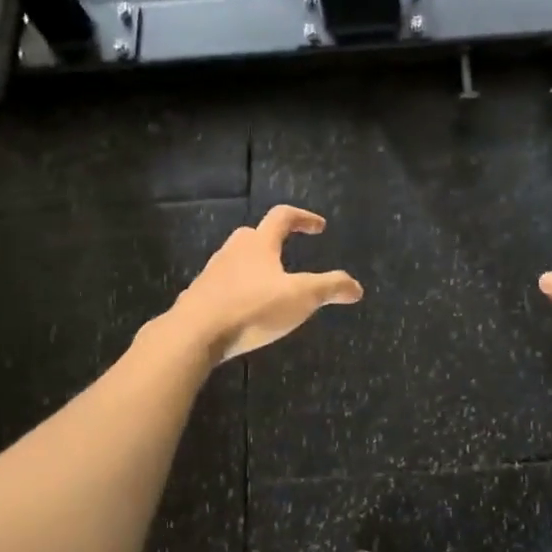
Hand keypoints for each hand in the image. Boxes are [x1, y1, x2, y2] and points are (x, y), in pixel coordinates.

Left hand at [170, 206, 363, 363]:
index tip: (319, 227)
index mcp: (259, 244)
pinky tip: (245, 310)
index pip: (282, 216)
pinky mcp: (199, 297)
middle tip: (288, 254)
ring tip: (269, 287)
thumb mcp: (301, 298)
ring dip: (254, 266)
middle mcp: (233, 251)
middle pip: (254, 235)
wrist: (194, 334)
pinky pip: (222, 286)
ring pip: (236, 260)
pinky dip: (237, 291)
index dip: (303, 218)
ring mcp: (212, 274)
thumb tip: (357, 287)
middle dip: (273, 241)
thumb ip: (330, 288)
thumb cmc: (252, 308)